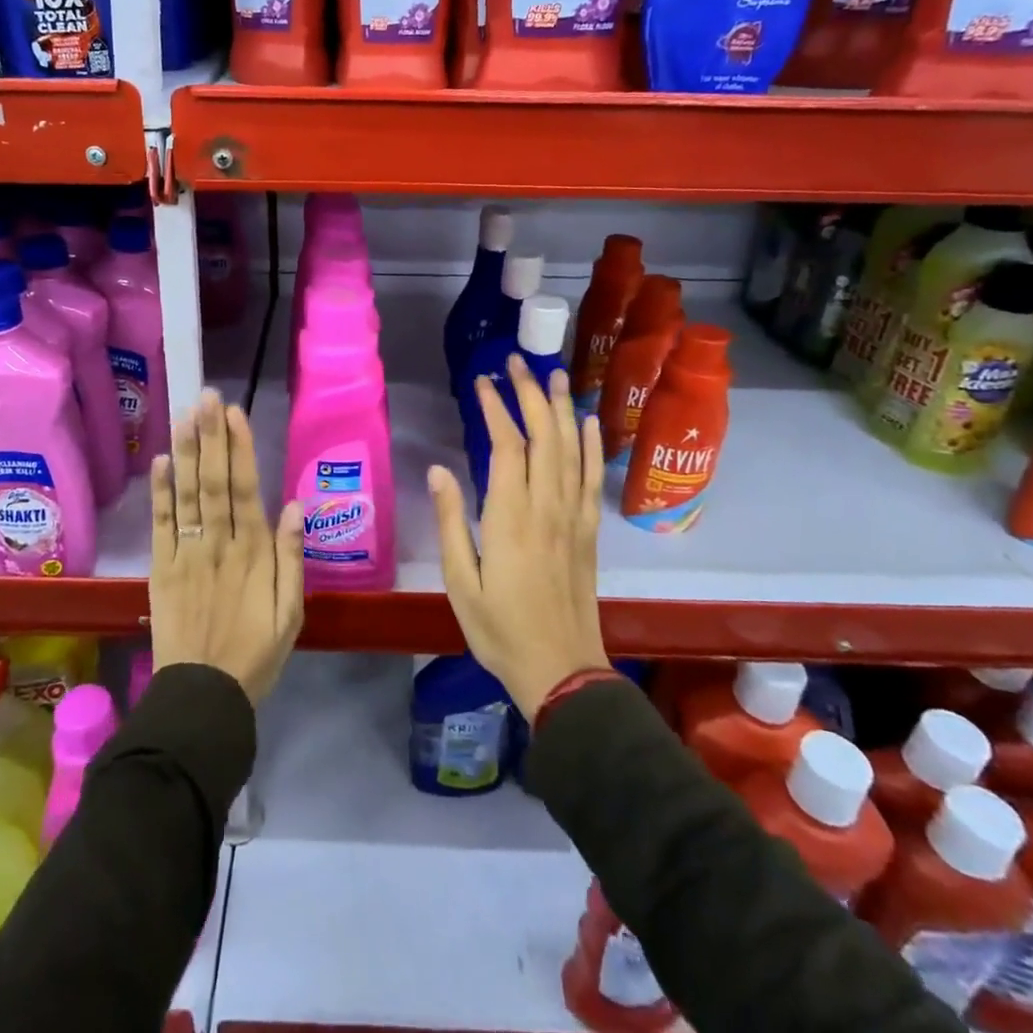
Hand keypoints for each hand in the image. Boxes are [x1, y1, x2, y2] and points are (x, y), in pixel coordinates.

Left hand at [149, 389, 304, 703]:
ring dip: (186, 452)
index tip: (234, 413)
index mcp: (253, 554)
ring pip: (186, 495)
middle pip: (213, 482)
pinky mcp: (161, 569)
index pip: (246, 489)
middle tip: (205, 397)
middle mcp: (218, 545)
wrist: (202, 696)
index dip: (239, 449)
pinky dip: (160, 492)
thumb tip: (295, 506)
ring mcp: (186, 554)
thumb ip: (291, 559)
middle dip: (210, 437)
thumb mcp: (291, 614)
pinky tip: (161, 460)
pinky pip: (161, 525)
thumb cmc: (256, 654)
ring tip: (185, 414)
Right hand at [429, 356, 609, 719]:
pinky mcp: (589, 531)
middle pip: (543, 436)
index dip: (495, 408)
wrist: (561, 670)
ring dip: (561, 408)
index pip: (506, 445)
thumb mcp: (459, 582)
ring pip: (570, 449)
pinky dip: (593, 446)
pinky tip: (589, 422)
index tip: (482, 381)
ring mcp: (574, 517)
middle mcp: (547, 507)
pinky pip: (593, 479)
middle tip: (516, 362)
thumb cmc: (499, 629)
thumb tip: (439, 470)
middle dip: (529, 394)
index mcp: (510, 517)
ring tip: (553, 374)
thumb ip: (451, 522)